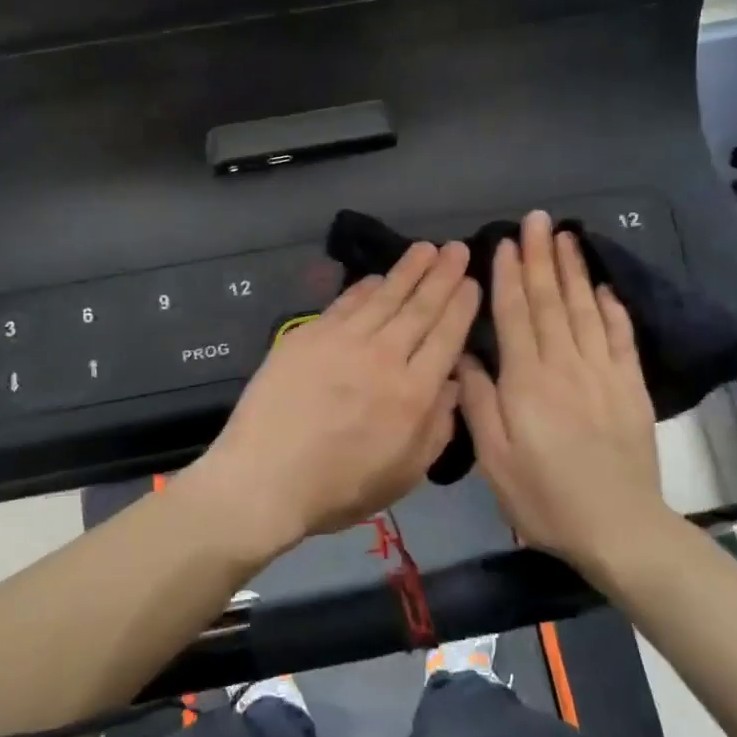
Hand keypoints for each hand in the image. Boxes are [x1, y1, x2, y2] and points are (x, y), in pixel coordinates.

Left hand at [195, 241, 479, 552]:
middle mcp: (383, 357)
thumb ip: (437, 427)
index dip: (461, 305)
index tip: (472, 281)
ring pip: (384, 296)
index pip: (446, 336)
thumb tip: (453, 382)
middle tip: (457, 248)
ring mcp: (342, 342)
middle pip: (419, 307)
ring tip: (426, 248)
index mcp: (413, 393)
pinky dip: (364, 287)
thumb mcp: (405, 474)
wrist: (264, 479)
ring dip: (408, 270)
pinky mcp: (308, 336)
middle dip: (442, 275)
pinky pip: (345, 303)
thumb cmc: (338, 488)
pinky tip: (377, 277)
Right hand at [457, 211, 671, 582]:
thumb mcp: (493, 457)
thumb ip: (477, 401)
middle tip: (537, 219)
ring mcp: (603, 373)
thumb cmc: (543, 495)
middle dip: (541, 257)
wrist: (618, 527)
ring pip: (586, 309)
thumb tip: (465, 355)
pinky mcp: (631, 387)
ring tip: (567, 236)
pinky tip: (606, 286)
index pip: (515, 315)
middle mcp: (565, 365)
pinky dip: (614, 308)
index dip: (508, 276)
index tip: (505, 242)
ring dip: (574, 270)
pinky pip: (622, 337)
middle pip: (551, 301)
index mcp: (527, 380)